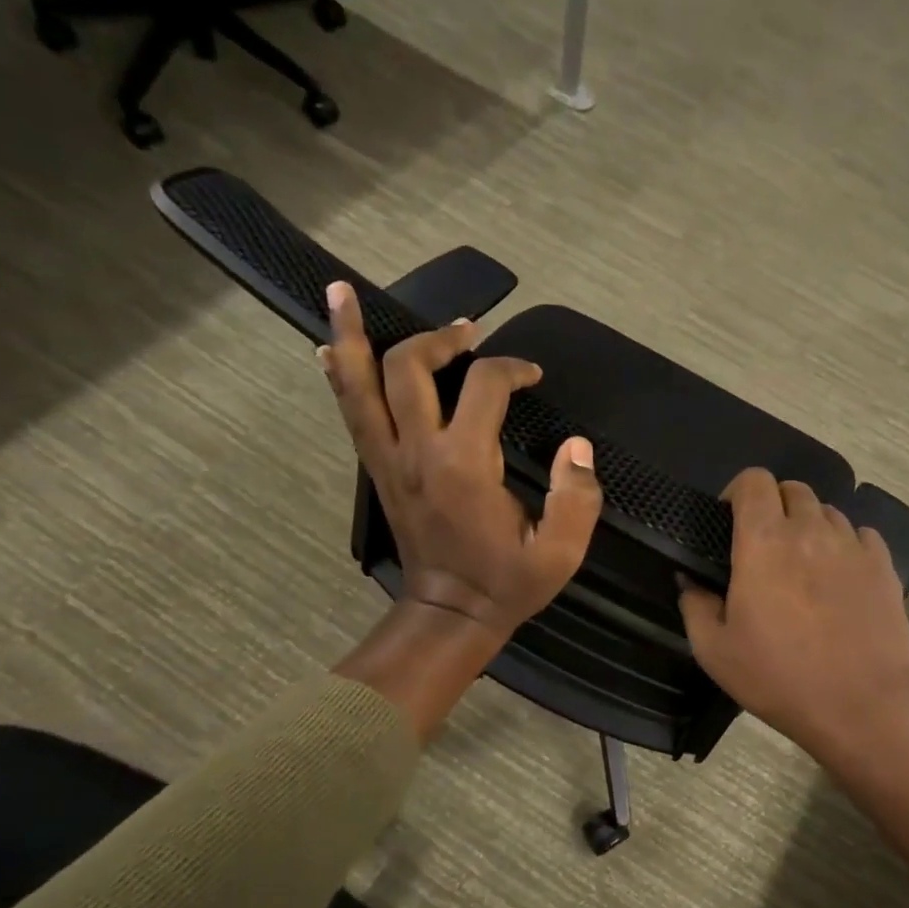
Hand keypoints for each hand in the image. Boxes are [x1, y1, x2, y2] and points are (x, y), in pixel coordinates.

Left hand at [320, 282, 601, 640]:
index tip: (533, 376)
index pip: (484, 385)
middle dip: (439, 338)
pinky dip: (340, 375)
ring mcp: (388, 459)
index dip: (512, 368)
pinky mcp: (377, 469)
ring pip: (358, 383)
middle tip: (468, 331)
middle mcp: (417, 450)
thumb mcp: (560, 552)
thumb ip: (578, 497)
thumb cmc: (507, 583)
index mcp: (465, 464)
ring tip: (342, 293)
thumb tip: (577, 446)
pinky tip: (331, 348)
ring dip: (351, 335)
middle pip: (408, 366)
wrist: (450, 614)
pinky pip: (351, 411)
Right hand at [680, 469, 908, 776]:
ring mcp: (852, 545)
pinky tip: (840, 576)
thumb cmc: (780, 677)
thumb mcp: (715, 652)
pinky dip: (846, 545)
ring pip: (828, 511)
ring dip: (810, 526)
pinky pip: (861, 535)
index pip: (754, 481)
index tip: (730, 519)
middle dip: (775, 505)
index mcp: (764, 542)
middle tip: (765, 544)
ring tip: (804, 564)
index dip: (739, 490)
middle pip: (793, 489)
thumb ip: (695, 606)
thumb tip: (689, 580)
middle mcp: (810, 530)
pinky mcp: (884, 565)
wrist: (863, 705)